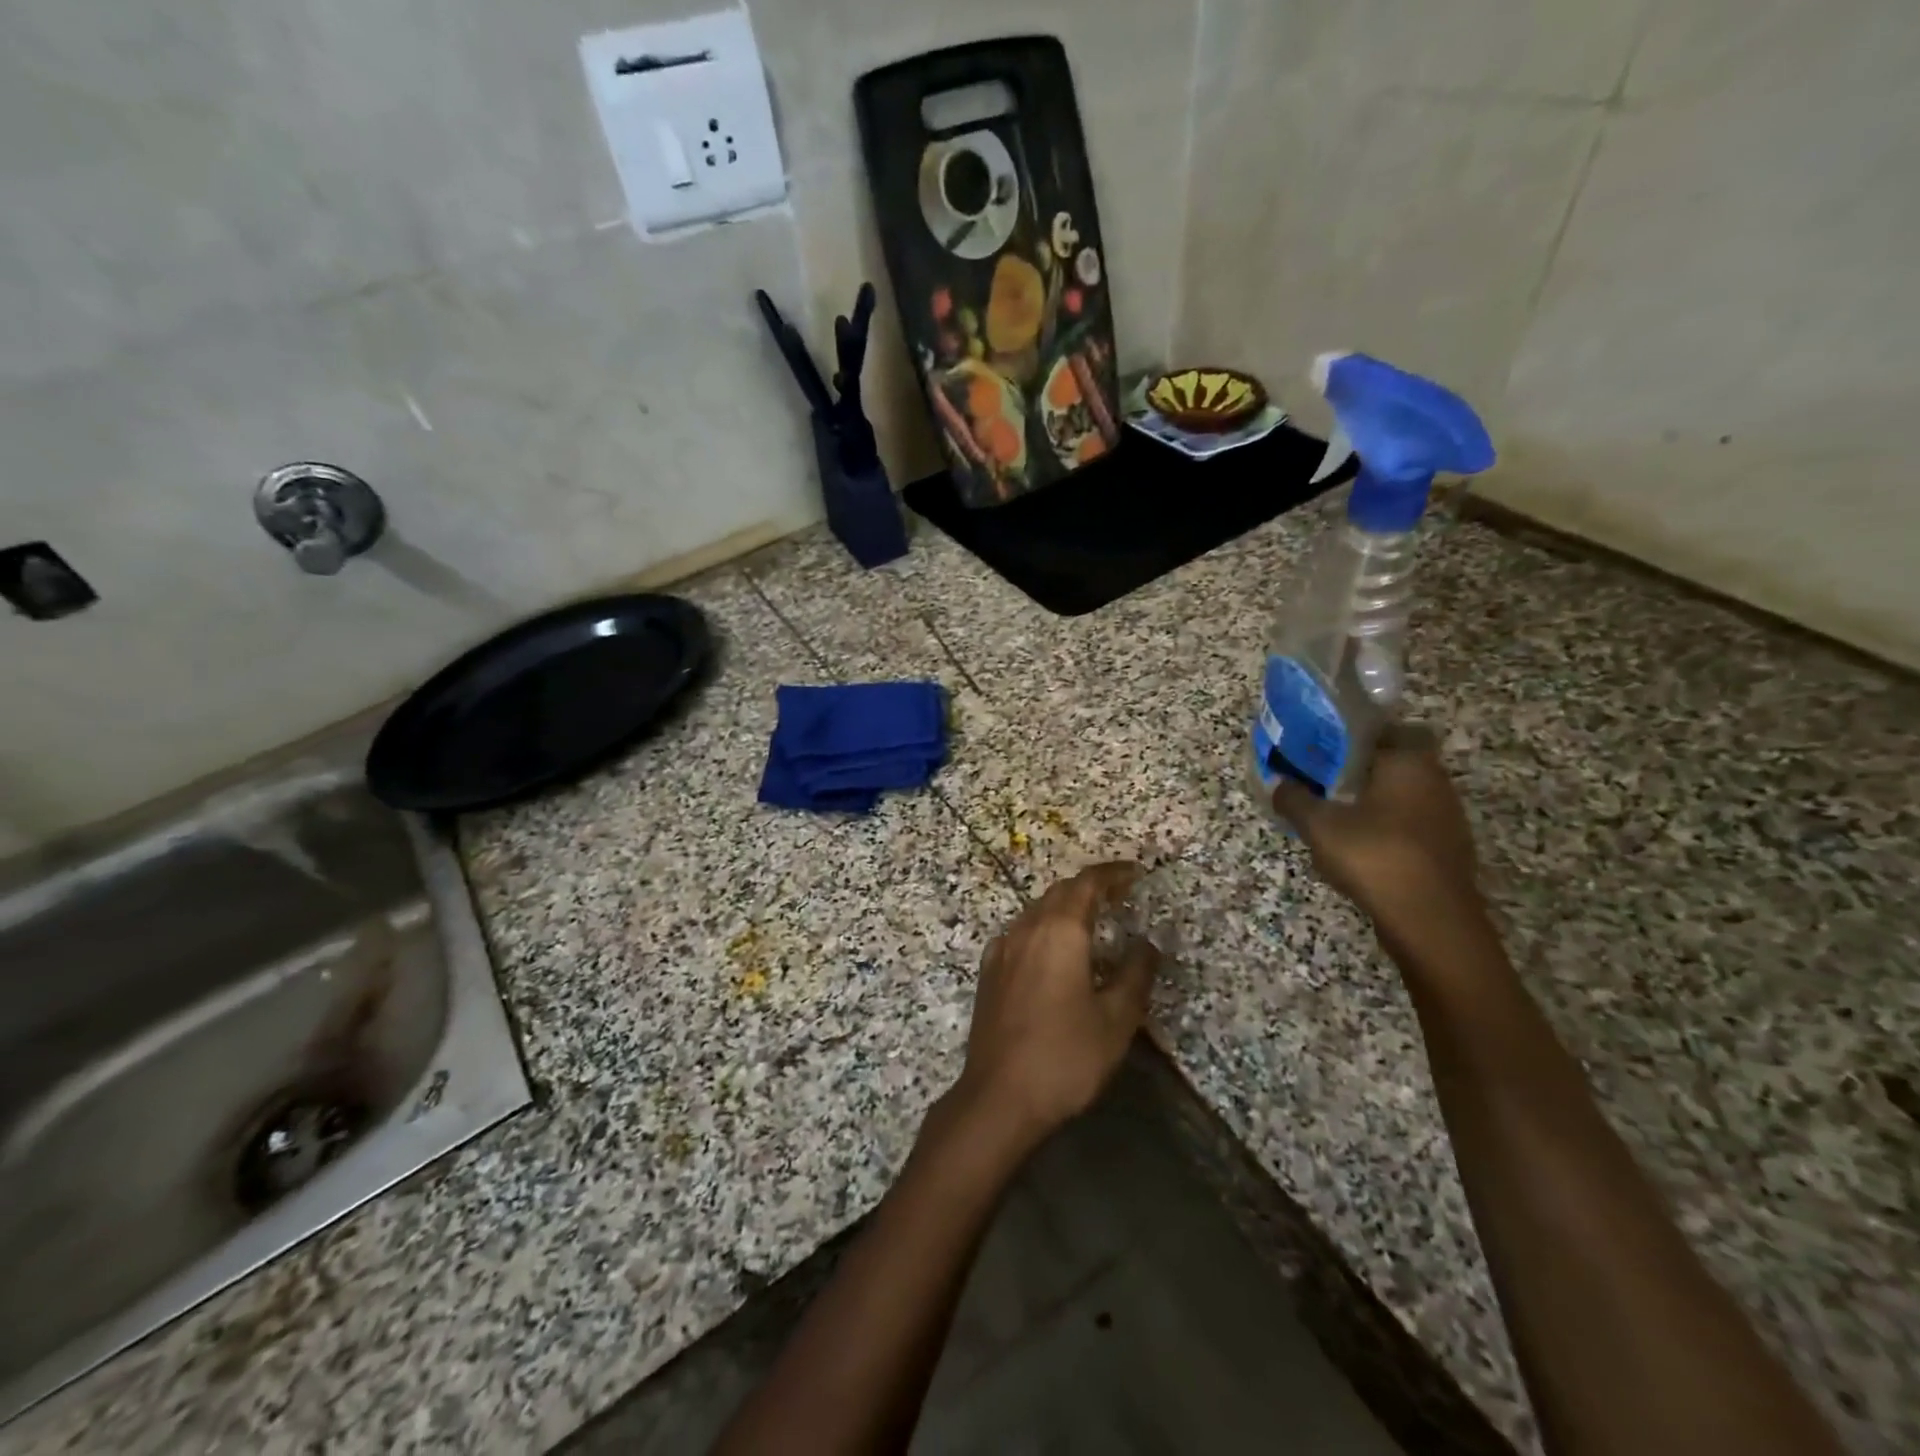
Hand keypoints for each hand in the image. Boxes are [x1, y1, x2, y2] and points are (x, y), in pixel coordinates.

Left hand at [956, 863, 1157, 1145]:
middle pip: (1060, 892)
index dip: (1112, 874)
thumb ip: (1135, 975)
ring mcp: (1003, 948)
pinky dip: (1044, 927)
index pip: (1087, 884)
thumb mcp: (1116, 1020)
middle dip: (1091, 887)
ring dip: (1066, 906)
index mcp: (1060, 932)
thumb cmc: (1065, 1056)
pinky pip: (1021, 932)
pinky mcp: (989, 970)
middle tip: (1120, 896)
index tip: (1135, 873)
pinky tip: (1053, 950)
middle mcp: (1027, 928)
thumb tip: (1147, 944)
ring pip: (1037, 909)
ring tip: (1092, 920)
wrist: (999, 1095)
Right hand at [1271, 727, 1485, 946]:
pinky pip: (1410, 824)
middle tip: (1323, 777)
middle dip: (1361, 768)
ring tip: (1334, 812)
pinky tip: (1358, 846)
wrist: (1431, 922)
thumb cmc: (1375, 856)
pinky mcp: (1446, 850)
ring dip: (1373, 799)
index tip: (1327, 744)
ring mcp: (1446, 818)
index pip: (1390, 727)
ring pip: (1403, 794)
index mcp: (1409, 762)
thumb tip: (1278, 783)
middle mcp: (1436, 782)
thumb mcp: (1319, 825)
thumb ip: (1294, 799)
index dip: (1359, 733)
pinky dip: (1386, 827)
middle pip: (1395, 762)